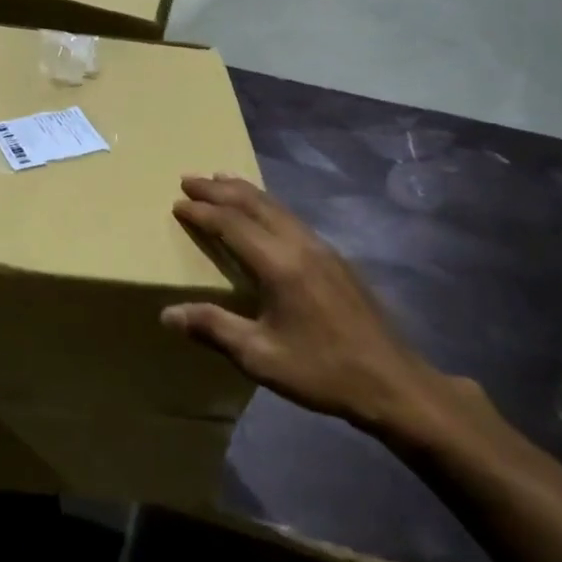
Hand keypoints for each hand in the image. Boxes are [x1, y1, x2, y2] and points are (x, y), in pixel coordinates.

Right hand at [163, 174, 453, 439]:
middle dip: (218, 188)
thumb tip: (168, 314)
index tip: (177, 202)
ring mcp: (322, 248)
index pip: (232, 224)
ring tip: (219, 180)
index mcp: (279, 264)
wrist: (394, 383)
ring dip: (243, 191)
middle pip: (254, 203)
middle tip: (189, 178)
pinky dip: (266, 204)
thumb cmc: (323, 371)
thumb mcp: (261, 357)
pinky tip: (262, 212)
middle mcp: (300, 245)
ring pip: (276, 206)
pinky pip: (291, 217)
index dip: (202, 211)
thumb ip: (214, 328)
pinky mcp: (336, 259)